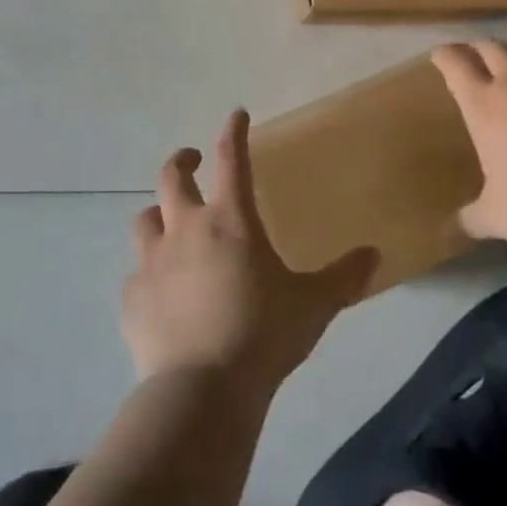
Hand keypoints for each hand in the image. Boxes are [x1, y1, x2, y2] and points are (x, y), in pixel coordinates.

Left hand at [122, 110, 378, 401]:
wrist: (202, 390)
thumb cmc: (263, 334)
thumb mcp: (314, 304)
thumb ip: (344, 276)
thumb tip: (374, 255)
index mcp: (231, 220)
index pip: (230, 159)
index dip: (233, 132)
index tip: (236, 115)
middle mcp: (186, 230)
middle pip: (172, 177)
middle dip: (183, 160)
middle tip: (193, 161)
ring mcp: (152, 263)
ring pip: (144, 219)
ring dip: (158, 213)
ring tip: (169, 222)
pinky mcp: (132, 299)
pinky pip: (136, 274)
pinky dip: (148, 272)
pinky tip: (160, 291)